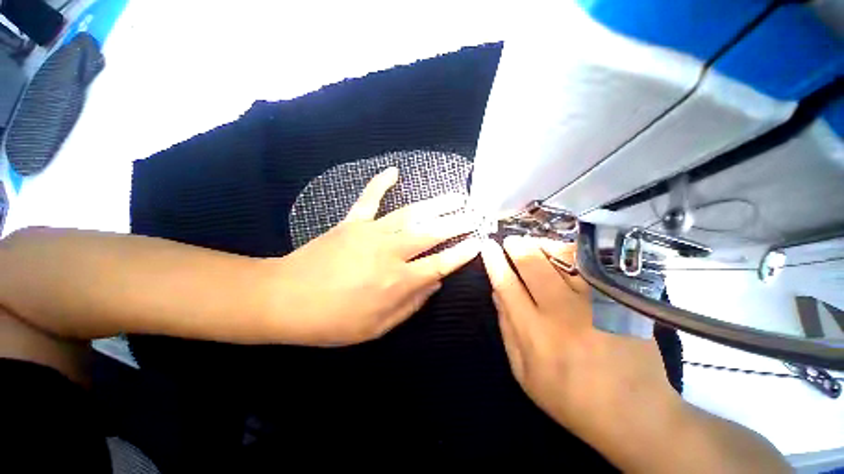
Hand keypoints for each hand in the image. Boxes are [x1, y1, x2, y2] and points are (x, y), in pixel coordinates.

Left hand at [270, 167, 479, 345]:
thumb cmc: (332, 321)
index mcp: (398, 280)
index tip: (478, 242)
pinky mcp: (352, 222)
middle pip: (432, 233)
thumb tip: (434, 283)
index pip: (440, 263)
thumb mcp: (377, 327)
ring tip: (455, 196)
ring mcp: (371, 232)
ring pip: (410, 214)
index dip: (462, 253)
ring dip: (435, 204)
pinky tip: (394, 170)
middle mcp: (391, 251)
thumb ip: (411, 304)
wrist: (285, 299)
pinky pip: (369, 198)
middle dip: (457, 223)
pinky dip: (381, 183)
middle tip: (475, 213)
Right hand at [480, 236, 679, 450]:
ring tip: (533, 245)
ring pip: (562, 257)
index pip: (506, 284)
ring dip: (542, 245)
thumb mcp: (524, 373)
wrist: (635, 414)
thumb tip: (496, 292)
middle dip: (516, 246)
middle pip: (532, 263)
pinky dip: (572, 253)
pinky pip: (591, 264)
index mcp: (535, 332)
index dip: (494, 261)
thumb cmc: (570, 398)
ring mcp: (594, 303)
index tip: (487, 246)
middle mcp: (562, 312)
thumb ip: (507, 329)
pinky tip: (563, 253)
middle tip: (510, 241)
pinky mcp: (619, 300)